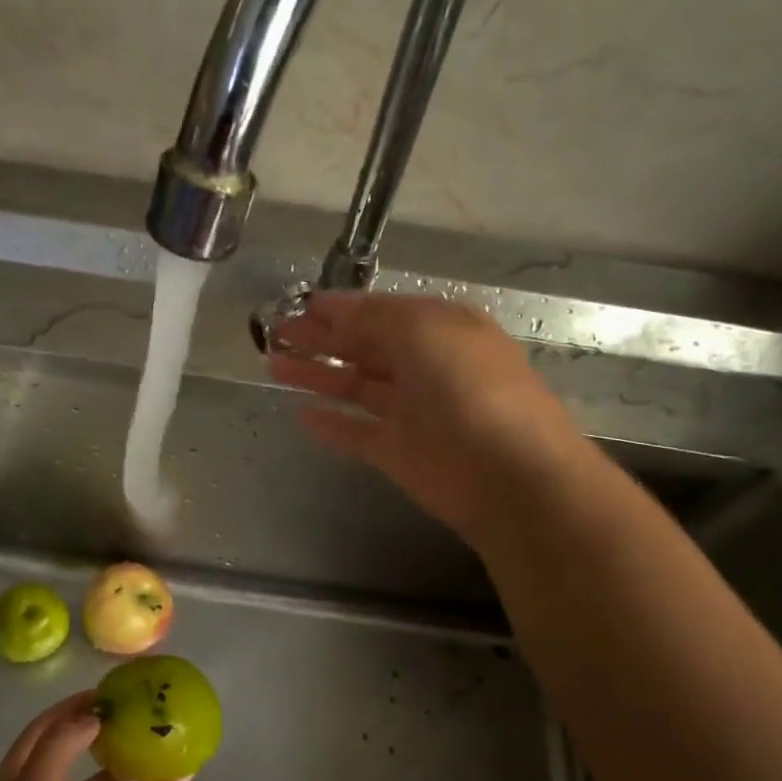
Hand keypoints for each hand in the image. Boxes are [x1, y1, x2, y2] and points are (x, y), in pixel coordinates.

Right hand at [267, 292, 581, 543]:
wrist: (508, 475)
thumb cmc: (470, 388)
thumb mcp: (423, 330)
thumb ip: (373, 317)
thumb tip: (332, 308)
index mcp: (439, 330)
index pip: (381, 313)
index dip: (340, 309)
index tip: (300, 305)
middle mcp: (425, 366)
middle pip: (364, 347)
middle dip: (321, 338)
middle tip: (276, 333)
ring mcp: (411, 411)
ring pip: (355, 387)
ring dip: (317, 375)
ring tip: (273, 365)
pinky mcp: (398, 452)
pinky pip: (356, 432)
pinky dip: (331, 424)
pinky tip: (301, 415)